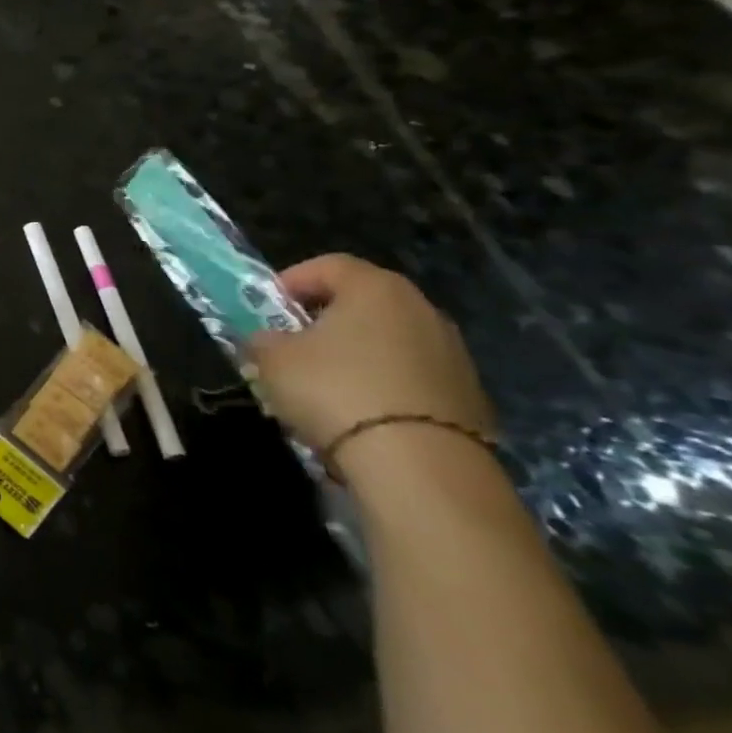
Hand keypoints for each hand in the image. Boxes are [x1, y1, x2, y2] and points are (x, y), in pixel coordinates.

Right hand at [246, 254, 493, 455]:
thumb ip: (262, 340)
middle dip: (322, 321)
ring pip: (387, 343)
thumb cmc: (336, 390)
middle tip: (291, 347)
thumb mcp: (272, 360)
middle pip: (361, 304)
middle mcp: (421, 310)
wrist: (422, 467)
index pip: (327, 265)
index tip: (268, 309)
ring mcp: (452, 355)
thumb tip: (266, 341)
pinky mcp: (469, 397)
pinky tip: (360, 417)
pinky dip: (383, 388)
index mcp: (375, 288)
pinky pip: (410, 379)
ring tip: (322, 389)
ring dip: (354, 357)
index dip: (291, 281)